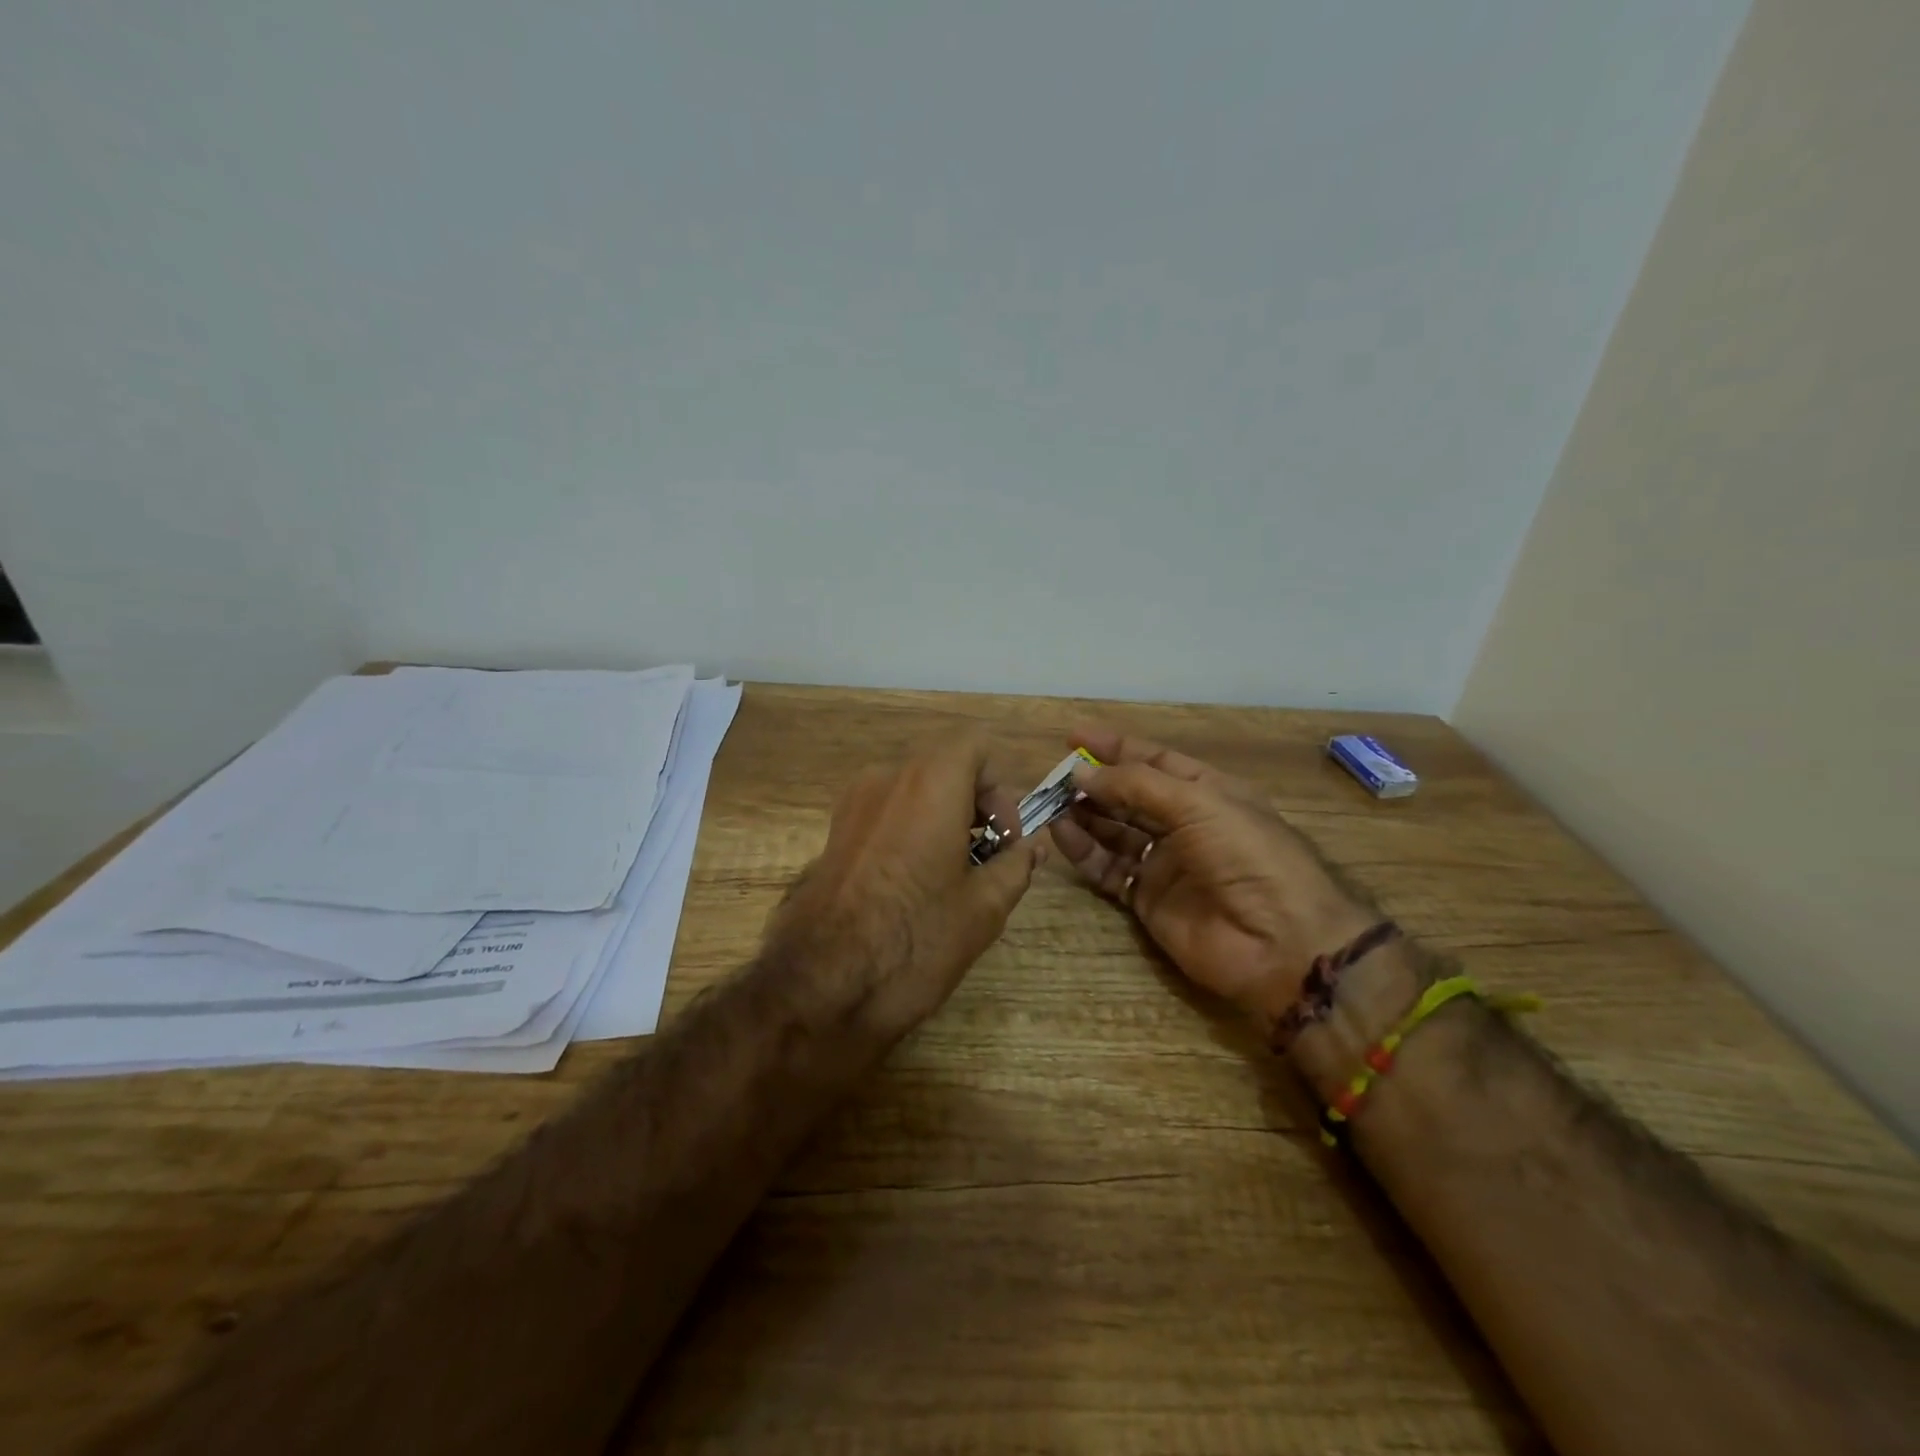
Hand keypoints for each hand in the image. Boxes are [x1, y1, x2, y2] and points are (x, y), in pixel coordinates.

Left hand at [765, 732, 1044, 1038]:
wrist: (822, 984)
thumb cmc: (916, 938)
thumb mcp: (984, 907)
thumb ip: (1015, 865)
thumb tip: (1031, 848)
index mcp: (930, 782)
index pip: (976, 747)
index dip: (1000, 788)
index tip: (1006, 837)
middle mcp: (887, 778)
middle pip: (944, 767)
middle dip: (975, 804)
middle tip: (990, 857)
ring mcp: (852, 804)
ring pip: (913, 790)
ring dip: (943, 817)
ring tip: (954, 875)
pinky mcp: (833, 833)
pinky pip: (885, 813)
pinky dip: (911, 830)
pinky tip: (915, 884)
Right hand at [1049, 726, 1377, 1032]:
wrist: (1280, 943)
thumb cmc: (1247, 855)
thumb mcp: (1197, 803)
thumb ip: (1135, 785)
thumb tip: (1081, 772)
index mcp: (1207, 791)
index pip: (1153, 760)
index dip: (1114, 747)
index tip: (1072, 738)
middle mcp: (1185, 823)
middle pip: (1129, 796)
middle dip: (1094, 784)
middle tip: (1054, 779)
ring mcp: (1166, 863)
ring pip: (1114, 832)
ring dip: (1084, 816)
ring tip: (1050, 806)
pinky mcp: (1149, 901)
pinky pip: (1109, 870)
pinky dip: (1085, 853)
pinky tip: (1061, 836)